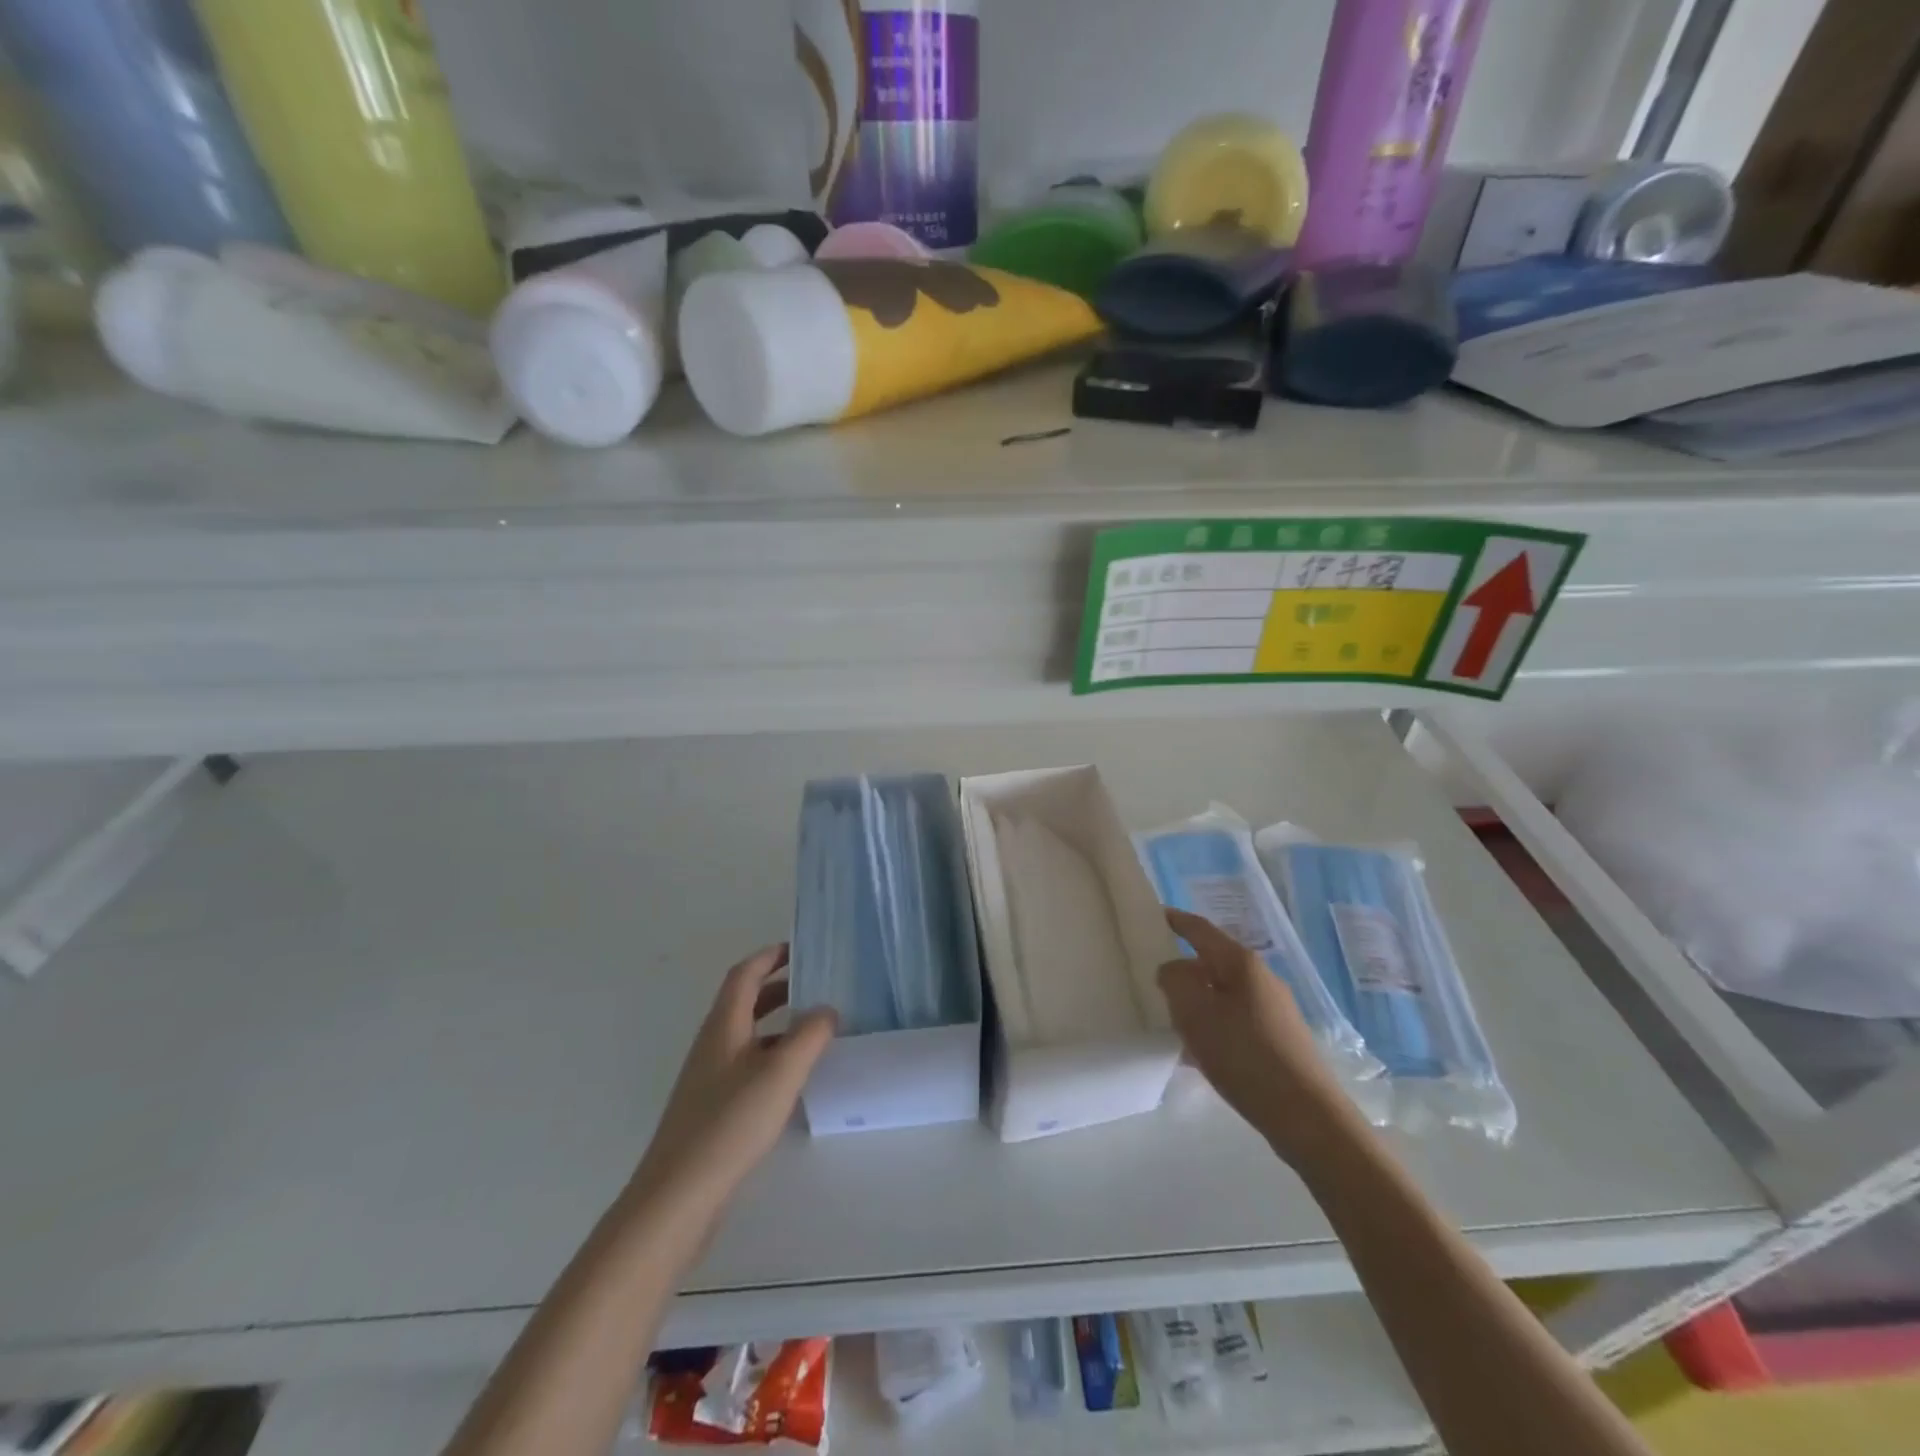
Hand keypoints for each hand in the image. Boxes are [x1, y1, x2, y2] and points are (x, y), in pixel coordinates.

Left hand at [631, 945, 836, 1217]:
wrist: (678, 1196)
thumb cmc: (730, 1123)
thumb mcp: (781, 1073)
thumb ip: (809, 1035)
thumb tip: (827, 1009)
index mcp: (723, 1026)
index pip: (744, 975)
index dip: (769, 956)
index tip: (799, 947)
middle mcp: (713, 1044)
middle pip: (745, 1002)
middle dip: (778, 987)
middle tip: (815, 984)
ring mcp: (709, 1078)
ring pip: (748, 1035)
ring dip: (778, 1023)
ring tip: (814, 1029)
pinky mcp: (712, 1108)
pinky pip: (747, 1065)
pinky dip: (772, 1055)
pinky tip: (793, 1078)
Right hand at [1158, 908, 1354, 1162]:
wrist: (1307, 1117)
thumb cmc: (1245, 1056)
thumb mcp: (1196, 1014)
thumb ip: (1175, 981)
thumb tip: (1172, 968)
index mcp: (1241, 963)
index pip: (1201, 930)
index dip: (1176, 921)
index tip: (1154, 915)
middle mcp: (1261, 978)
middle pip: (1212, 962)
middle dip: (1183, 968)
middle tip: (1152, 977)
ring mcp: (1274, 1010)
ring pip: (1223, 994)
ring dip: (1196, 1001)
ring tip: (1170, 1019)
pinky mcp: (1279, 1039)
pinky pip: (1234, 1020)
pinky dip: (1212, 1026)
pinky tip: (1198, 1053)